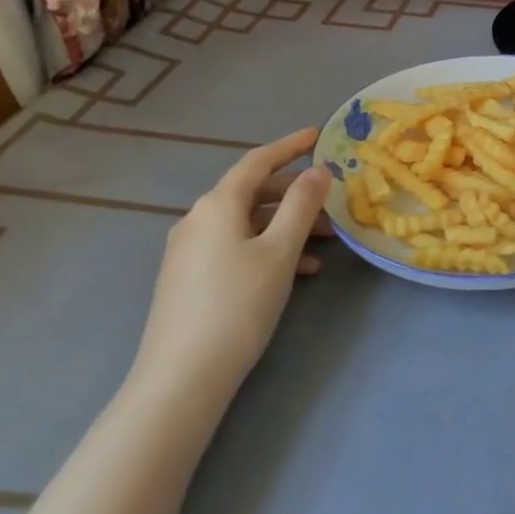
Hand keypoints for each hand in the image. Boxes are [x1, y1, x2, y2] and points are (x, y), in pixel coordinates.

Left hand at [127, 128, 331, 416]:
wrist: (181, 378)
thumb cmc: (237, 305)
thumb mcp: (279, 251)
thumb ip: (301, 205)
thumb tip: (317, 170)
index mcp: (217, 205)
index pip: (257, 161)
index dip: (290, 146)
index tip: (318, 135)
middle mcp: (198, 220)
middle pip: (253, 193)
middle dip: (295, 195)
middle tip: (332, 203)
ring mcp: (189, 251)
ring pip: (248, 224)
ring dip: (287, 227)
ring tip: (326, 244)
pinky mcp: (189, 279)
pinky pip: (236, 248)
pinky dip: (268, 249)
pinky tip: (298, 271)